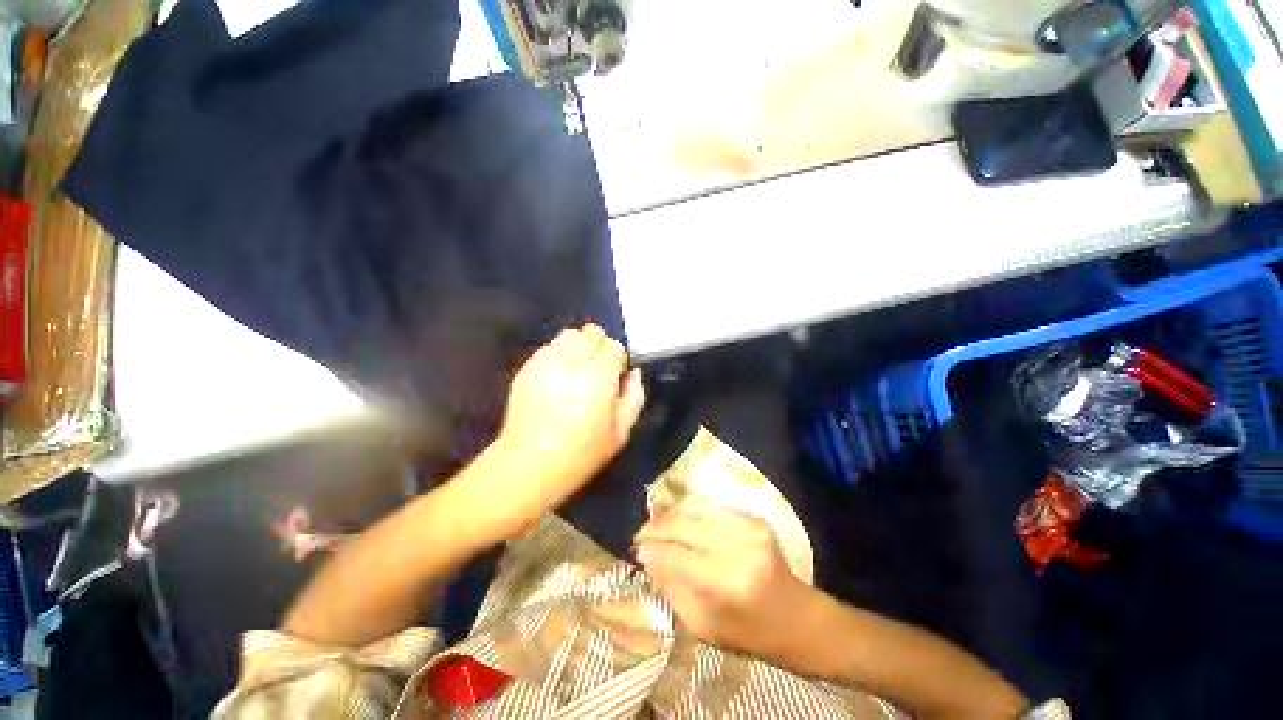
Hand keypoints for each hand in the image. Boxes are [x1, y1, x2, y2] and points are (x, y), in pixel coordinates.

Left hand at [493, 324, 645, 510]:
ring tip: (578, 369)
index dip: (618, 361)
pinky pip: (549, 348)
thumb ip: (634, 397)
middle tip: (598, 371)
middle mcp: (572, 362)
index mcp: (599, 377)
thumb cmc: (581, 454)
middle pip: (591, 332)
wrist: (527, 466)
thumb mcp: (621, 433)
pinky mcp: (527, 368)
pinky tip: (558, 377)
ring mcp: (546, 363)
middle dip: (599, 347)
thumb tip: (634, 373)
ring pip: (569, 335)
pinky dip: (559, 355)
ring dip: (579, 347)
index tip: (615, 377)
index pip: (614, 346)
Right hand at [634, 503, 817, 660]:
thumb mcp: (704, 625)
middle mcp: (739, 546)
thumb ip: (673, 588)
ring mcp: (749, 526)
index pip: (677, 555)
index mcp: (728, 582)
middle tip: (641, 534)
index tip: (636, 549)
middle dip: (657, 526)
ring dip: (671, 513)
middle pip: (684, 524)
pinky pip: (711, 504)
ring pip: (695, 506)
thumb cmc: (749, 631)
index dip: (652, 549)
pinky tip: (680, 518)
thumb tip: (647, 557)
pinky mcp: (753, 516)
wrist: (796, 616)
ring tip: (656, 523)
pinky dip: (690, 509)